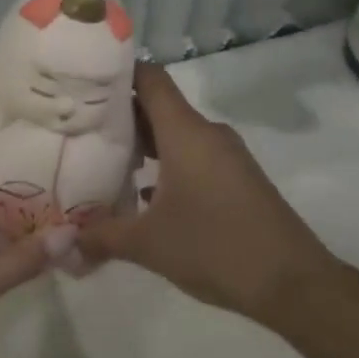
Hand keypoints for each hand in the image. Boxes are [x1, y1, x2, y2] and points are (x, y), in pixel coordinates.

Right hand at [79, 63, 344, 328]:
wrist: (294, 284)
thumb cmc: (215, 248)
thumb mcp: (148, 244)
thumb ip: (101, 237)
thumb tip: (64, 243)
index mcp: (186, 132)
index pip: (149, 78)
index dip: (116, 74)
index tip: (82, 83)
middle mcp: (207, 134)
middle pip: (158, 107)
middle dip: (119, 116)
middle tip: (78, 128)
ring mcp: (226, 156)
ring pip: (176, 135)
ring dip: (143, 144)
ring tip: (104, 161)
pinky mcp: (238, 179)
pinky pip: (193, 157)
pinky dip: (166, 165)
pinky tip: (143, 195)